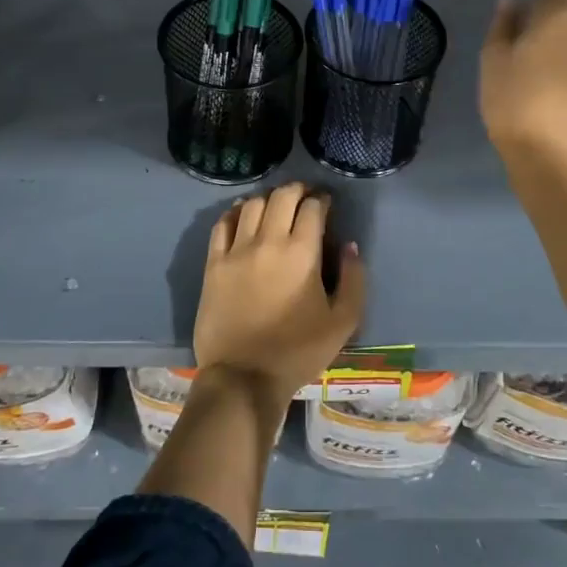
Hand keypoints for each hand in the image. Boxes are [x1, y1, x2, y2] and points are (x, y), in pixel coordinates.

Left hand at [193, 183, 365, 404]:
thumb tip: (350, 247)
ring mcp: (236, 250)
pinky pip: (222, 224)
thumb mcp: (343, 322)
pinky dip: (235, 212)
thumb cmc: (298, 351)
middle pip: (281, 196)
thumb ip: (354, 280)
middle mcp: (268, 241)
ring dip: (268, 198)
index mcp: (302, 252)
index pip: (312, 207)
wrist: (244, 377)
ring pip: (251, 204)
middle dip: (297, 190)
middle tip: (305, 197)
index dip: (322, 199)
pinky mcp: (213, 263)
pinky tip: (242, 215)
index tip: (327, 203)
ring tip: (276, 205)